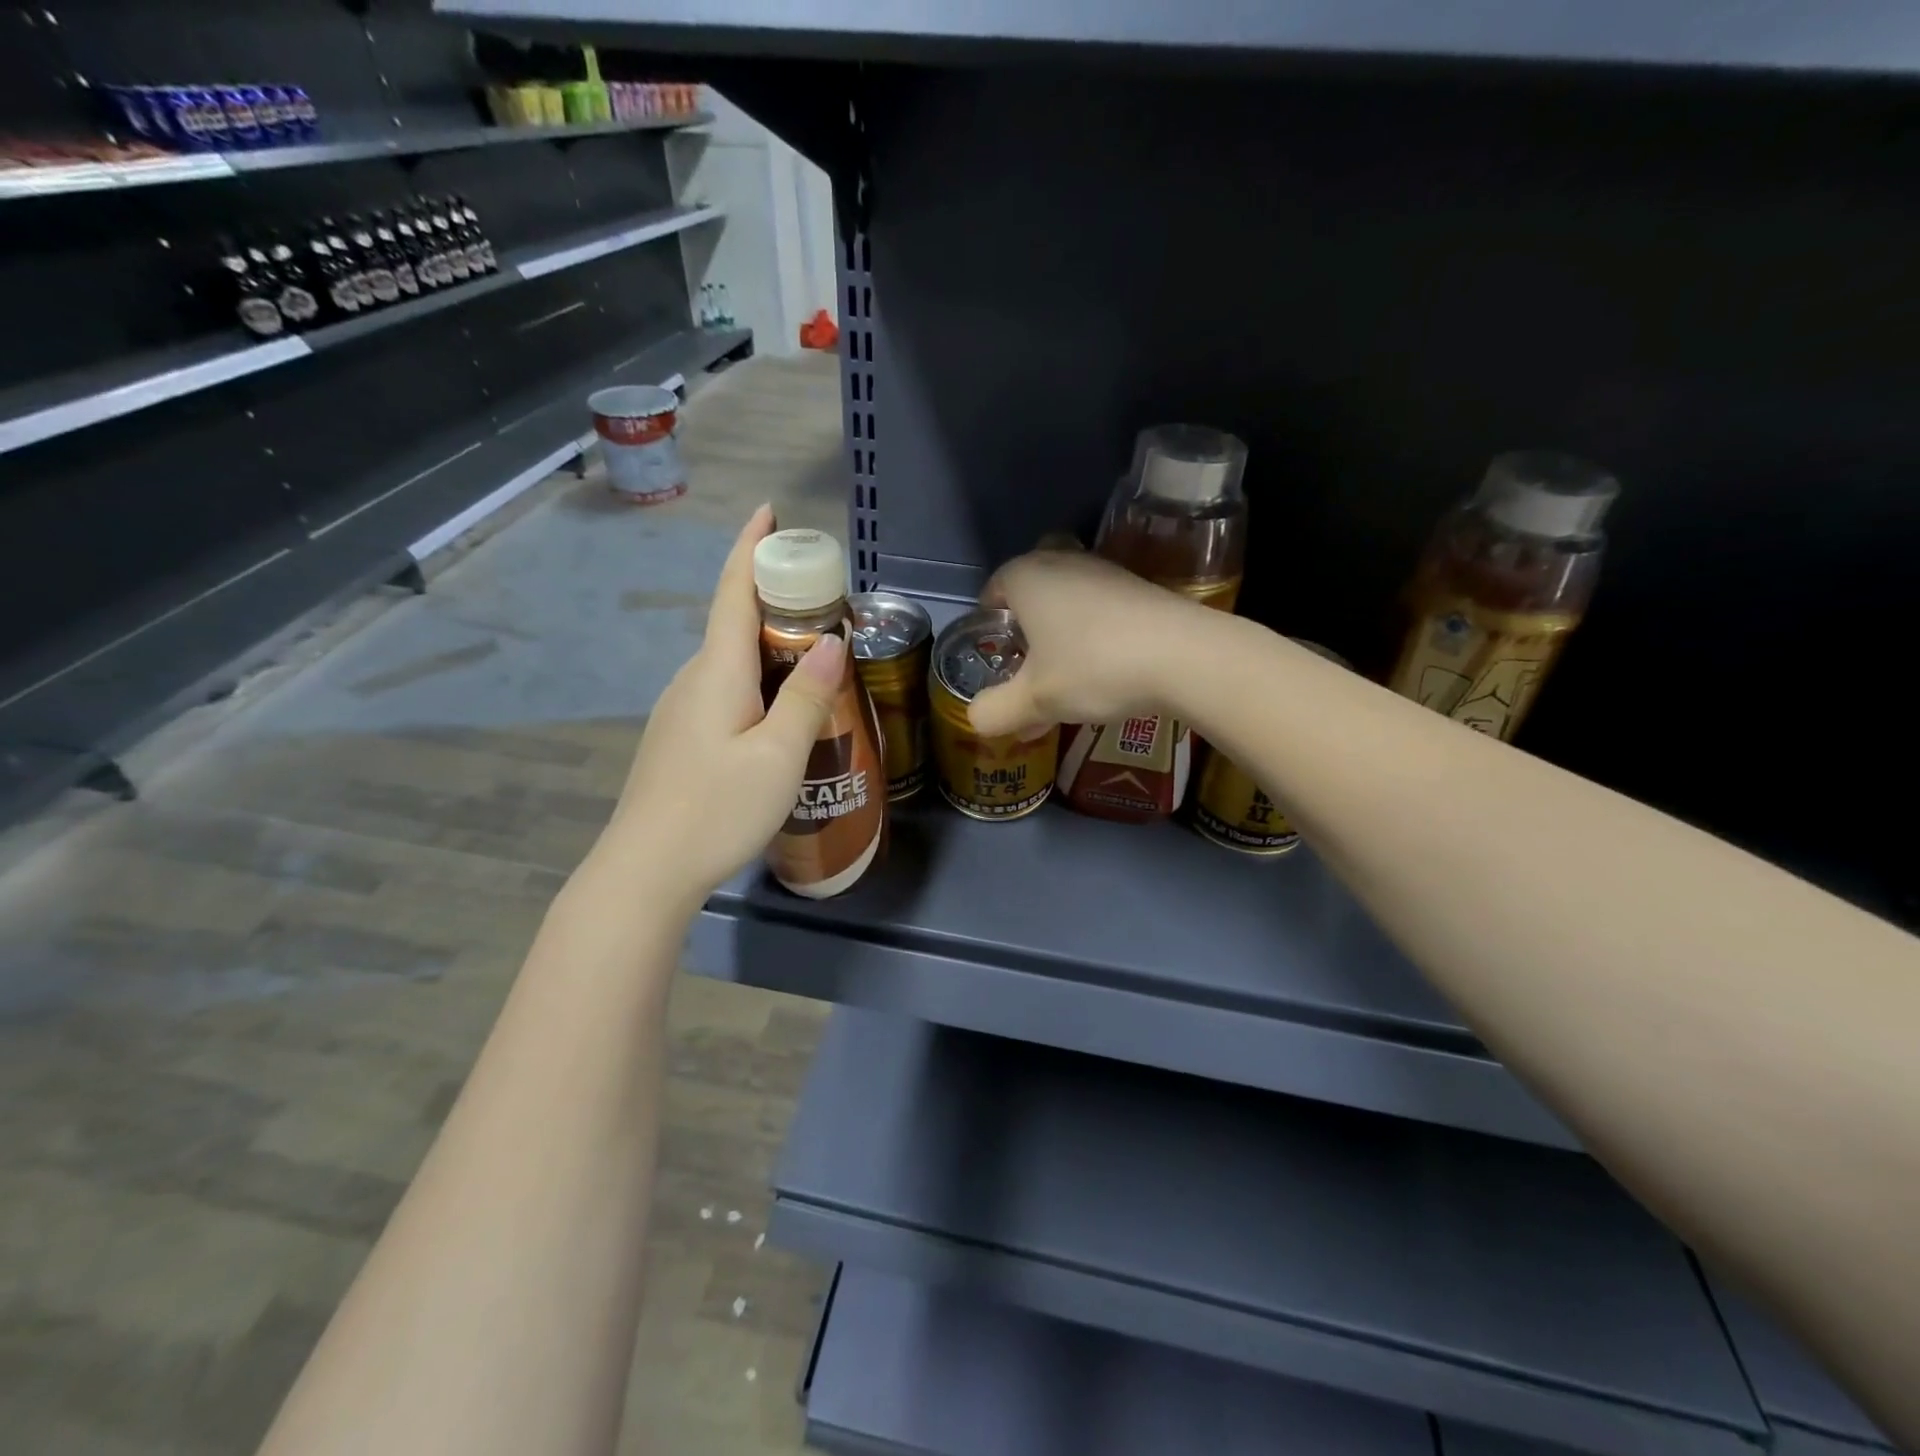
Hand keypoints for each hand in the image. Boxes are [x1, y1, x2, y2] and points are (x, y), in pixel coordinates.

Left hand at [603, 505, 842, 904]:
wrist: (646, 871)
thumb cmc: (717, 809)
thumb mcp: (778, 756)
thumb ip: (807, 698)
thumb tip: (831, 642)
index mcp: (717, 672)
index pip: (734, 593)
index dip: (751, 549)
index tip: (768, 512)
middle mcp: (693, 680)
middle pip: (734, 624)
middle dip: (774, 599)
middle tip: (824, 602)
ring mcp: (680, 711)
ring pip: (730, 662)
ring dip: (769, 646)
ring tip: (813, 660)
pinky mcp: (679, 739)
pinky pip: (723, 690)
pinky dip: (756, 680)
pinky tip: (778, 713)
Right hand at [968, 549, 1209, 737]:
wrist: (1185, 656)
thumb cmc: (1093, 668)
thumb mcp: (1035, 700)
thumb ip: (996, 711)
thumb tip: (977, 718)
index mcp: (1027, 577)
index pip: (993, 589)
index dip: (989, 624)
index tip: (997, 657)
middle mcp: (1064, 562)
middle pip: (1032, 586)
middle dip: (1026, 620)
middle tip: (1029, 659)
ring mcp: (1107, 571)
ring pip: (1069, 596)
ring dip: (1062, 630)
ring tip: (1067, 677)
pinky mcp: (1141, 587)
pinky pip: (1102, 606)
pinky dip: (1095, 632)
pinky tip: (1106, 670)